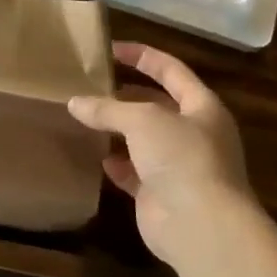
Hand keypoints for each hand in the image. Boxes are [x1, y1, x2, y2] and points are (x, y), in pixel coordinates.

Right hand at [67, 43, 257, 271]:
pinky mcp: (162, 195)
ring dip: (118, 131)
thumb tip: (75, 103)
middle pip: (156, 106)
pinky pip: (135, 173)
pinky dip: (117, 165)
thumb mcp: (142, 120)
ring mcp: (179, 166)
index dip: (142, 56)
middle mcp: (194, 134)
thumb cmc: (181, 158)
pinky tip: (96, 157)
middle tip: (91, 86)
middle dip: (125, 96)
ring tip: (85, 118)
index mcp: (202, 107)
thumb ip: (108, 109)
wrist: (201, 226)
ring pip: (144, 140)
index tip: (110, 49)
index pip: (171, 71)